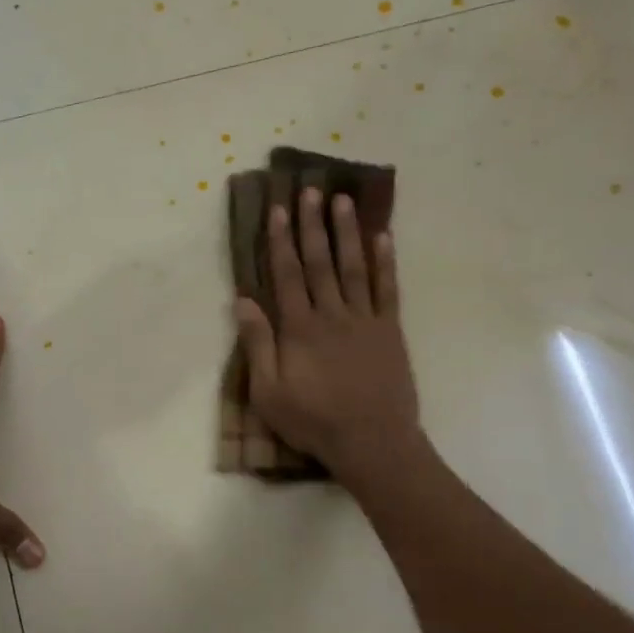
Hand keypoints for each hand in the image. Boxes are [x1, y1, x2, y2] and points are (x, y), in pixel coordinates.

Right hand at [235, 188, 421, 487]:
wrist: (372, 442)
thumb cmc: (313, 421)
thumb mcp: (268, 392)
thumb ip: (257, 344)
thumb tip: (243, 300)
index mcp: (299, 329)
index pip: (287, 275)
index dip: (280, 241)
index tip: (277, 210)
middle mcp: (332, 315)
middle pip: (320, 263)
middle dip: (312, 226)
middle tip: (309, 191)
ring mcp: (365, 320)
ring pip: (354, 268)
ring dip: (347, 233)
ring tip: (343, 201)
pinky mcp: (390, 331)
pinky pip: (388, 290)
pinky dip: (386, 263)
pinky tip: (383, 237)